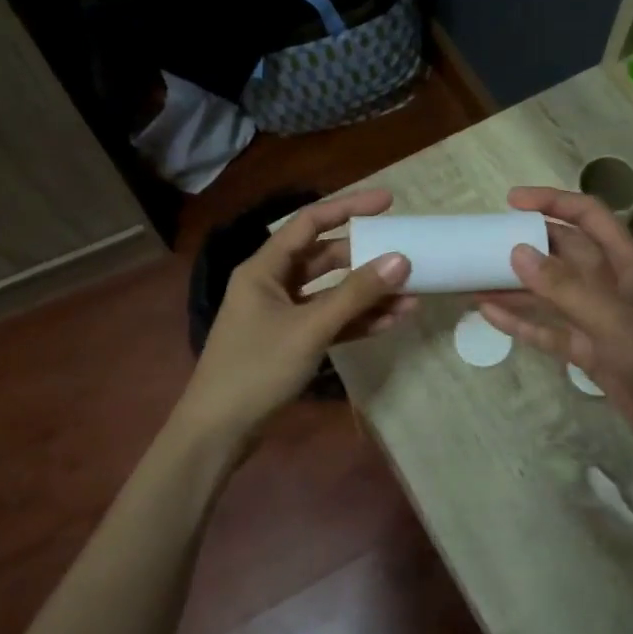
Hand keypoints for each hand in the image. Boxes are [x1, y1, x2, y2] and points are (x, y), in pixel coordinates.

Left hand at [178, 188, 416, 441]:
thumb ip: (356, 294)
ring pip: (332, 293)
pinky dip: (357, 320)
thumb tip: (401, 259)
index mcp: (264, 268)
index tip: (389, 202)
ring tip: (413, 294)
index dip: (349, 208)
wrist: (219, 431)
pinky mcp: (292, 342)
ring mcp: (283, 314)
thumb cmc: (256, 368)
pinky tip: (392, 321)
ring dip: (368, 294)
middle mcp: (272, 283)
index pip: (310, 223)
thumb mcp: (310, 328)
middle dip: (366, 258)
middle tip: (407, 255)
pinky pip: (330, 321)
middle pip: (326, 258)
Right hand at [477, 187, 632, 453]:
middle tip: (482, 241)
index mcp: (628, 261)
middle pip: (563, 251)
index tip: (511, 202)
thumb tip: (517, 251)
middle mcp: (611, 282)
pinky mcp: (588, 349)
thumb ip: (565, 288)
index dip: (552, 202)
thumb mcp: (615, 321)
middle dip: (526, 243)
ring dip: (516, 284)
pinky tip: (489, 313)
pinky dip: (521, 322)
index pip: (588, 215)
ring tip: (473, 276)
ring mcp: (598, 317)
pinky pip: (548, 329)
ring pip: (550, 291)